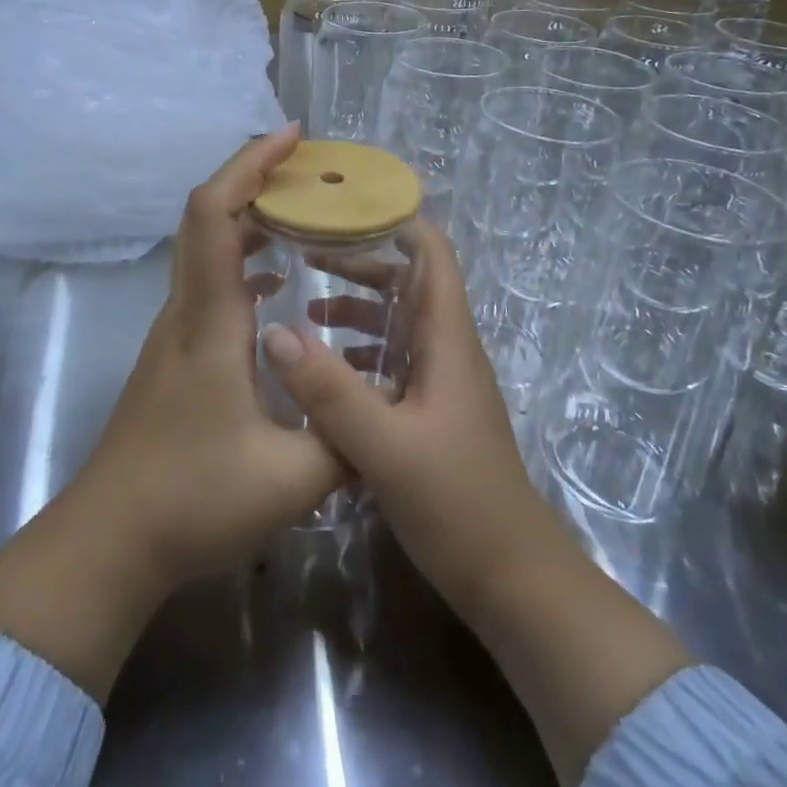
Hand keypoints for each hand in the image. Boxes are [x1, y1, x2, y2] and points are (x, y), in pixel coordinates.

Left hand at [0, 125, 346, 701]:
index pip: (215, 215)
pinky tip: (277, 286)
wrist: (109, 541)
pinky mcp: (174, 354)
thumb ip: (348, 439)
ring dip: (248, 219)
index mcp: (210, 320)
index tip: (292, 137)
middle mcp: (186, 311)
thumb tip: (390, 409)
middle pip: (205, 217)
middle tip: (310, 172)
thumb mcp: (293, 478)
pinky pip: (208, 283)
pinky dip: (241, 261)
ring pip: (204, 249)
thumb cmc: (192, 501)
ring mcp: (174, 332)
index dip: (250, 165)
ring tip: (303, 216)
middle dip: (254, 178)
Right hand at [259, 218, 549, 614]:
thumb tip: (275, 332)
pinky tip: (324, 368)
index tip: (343, 206)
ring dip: (357, 307)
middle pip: (408, 282)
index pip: (431, 255)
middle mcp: (447, 349)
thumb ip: (329, 390)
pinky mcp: (432, 412)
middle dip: (361, 260)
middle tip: (305, 252)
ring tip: (304, 307)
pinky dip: (360, 351)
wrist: (511, 579)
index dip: (396, 220)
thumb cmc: (457, 503)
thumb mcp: (384, 446)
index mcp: (447, 340)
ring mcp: (441, 382)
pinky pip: (394, 360)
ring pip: (398, 322)